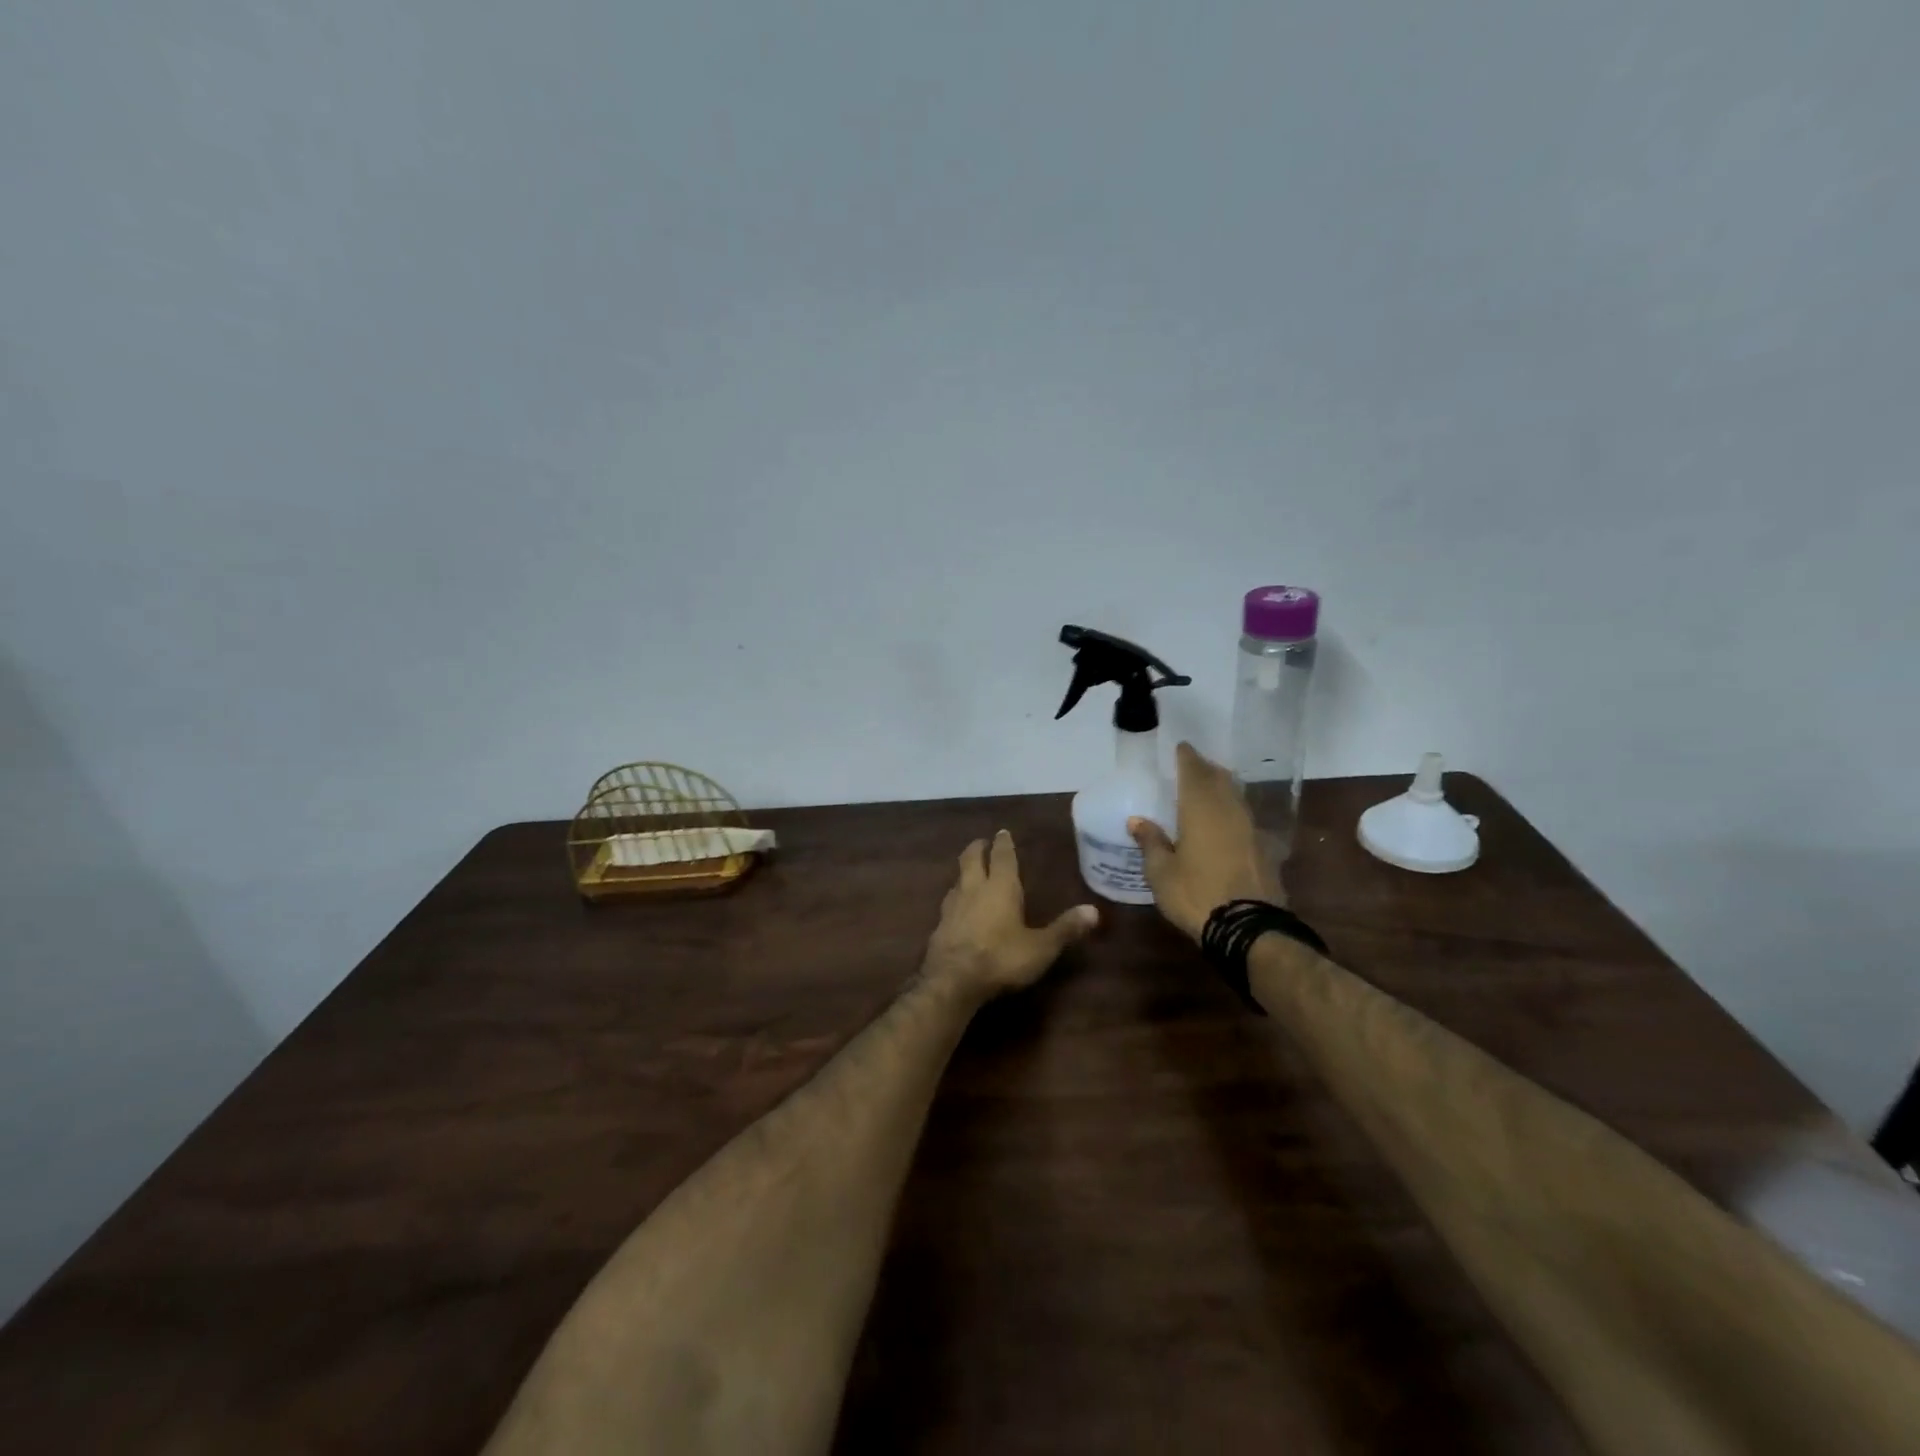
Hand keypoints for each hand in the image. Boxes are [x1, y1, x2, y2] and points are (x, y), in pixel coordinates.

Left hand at [925, 830, 1098, 999]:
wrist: (952, 981)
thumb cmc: (1001, 958)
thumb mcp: (1041, 947)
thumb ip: (1065, 928)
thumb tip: (1094, 910)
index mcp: (1001, 887)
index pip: (1002, 857)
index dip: (1003, 843)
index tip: (1002, 832)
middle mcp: (973, 889)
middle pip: (971, 860)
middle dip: (977, 848)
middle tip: (981, 842)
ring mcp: (952, 907)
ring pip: (957, 880)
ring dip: (964, 873)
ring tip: (969, 872)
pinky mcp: (939, 926)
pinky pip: (948, 903)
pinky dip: (955, 898)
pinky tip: (956, 908)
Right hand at [1128, 742, 1285, 941]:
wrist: (1248, 928)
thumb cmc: (1195, 894)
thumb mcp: (1161, 872)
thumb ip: (1151, 842)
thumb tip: (1137, 820)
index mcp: (1201, 810)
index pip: (1194, 772)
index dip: (1188, 757)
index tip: (1181, 747)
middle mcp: (1229, 811)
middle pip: (1220, 780)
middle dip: (1206, 769)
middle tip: (1193, 766)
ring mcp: (1251, 830)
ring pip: (1236, 797)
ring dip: (1222, 788)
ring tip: (1208, 789)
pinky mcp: (1264, 850)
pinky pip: (1245, 819)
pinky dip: (1233, 812)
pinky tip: (1226, 823)